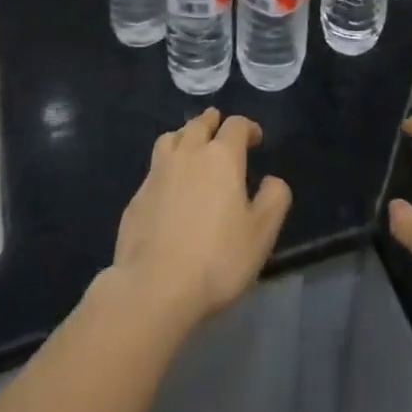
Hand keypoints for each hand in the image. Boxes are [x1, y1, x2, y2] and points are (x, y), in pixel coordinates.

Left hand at [109, 108, 291, 330]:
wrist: (154, 288)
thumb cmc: (216, 259)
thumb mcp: (261, 234)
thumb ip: (274, 199)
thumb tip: (272, 180)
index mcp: (222, 157)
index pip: (236, 125)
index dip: (248, 128)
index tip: (256, 140)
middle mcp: (188, 153)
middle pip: (200, 123)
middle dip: (213, 122)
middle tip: (220, 130)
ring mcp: (157, 173)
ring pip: (171, 138)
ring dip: (185, 135)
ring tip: (191, 146)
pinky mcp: (137, 196)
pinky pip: (154, 168)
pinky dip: (166, 166)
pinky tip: (169, 186)